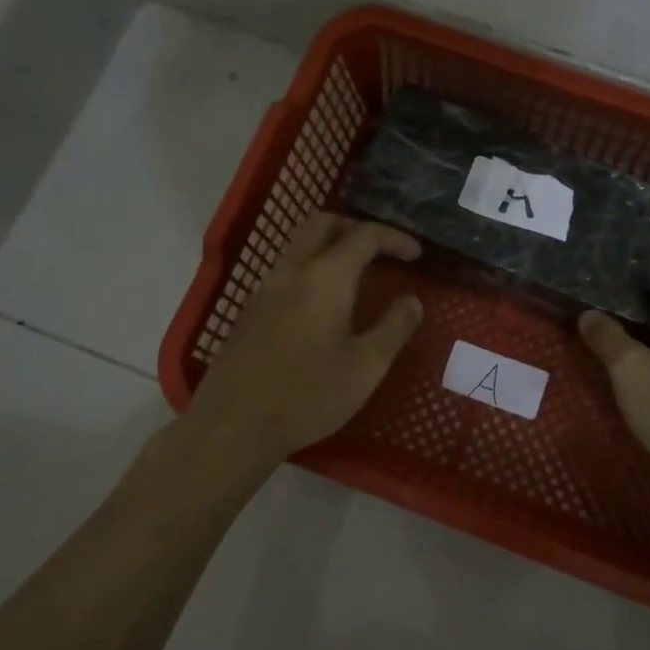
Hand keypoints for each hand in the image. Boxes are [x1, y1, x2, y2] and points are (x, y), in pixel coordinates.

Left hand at [185, 213, 423, 460]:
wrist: (233, 426)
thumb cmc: (308, 396)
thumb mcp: (366, 367)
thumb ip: (393, 328)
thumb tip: (412, 301)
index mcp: (325, 278)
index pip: (363, 236)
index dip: (393, 238)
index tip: (416, 254)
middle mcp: (291, 272)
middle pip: (322, 224)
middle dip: (356, 227)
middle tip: (381, 250)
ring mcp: (264, 289)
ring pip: (298, 245)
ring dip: (330, 245)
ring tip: (356, 274)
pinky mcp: (249, 311)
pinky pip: (285, 270)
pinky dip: (311, 267)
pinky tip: (323, 304)